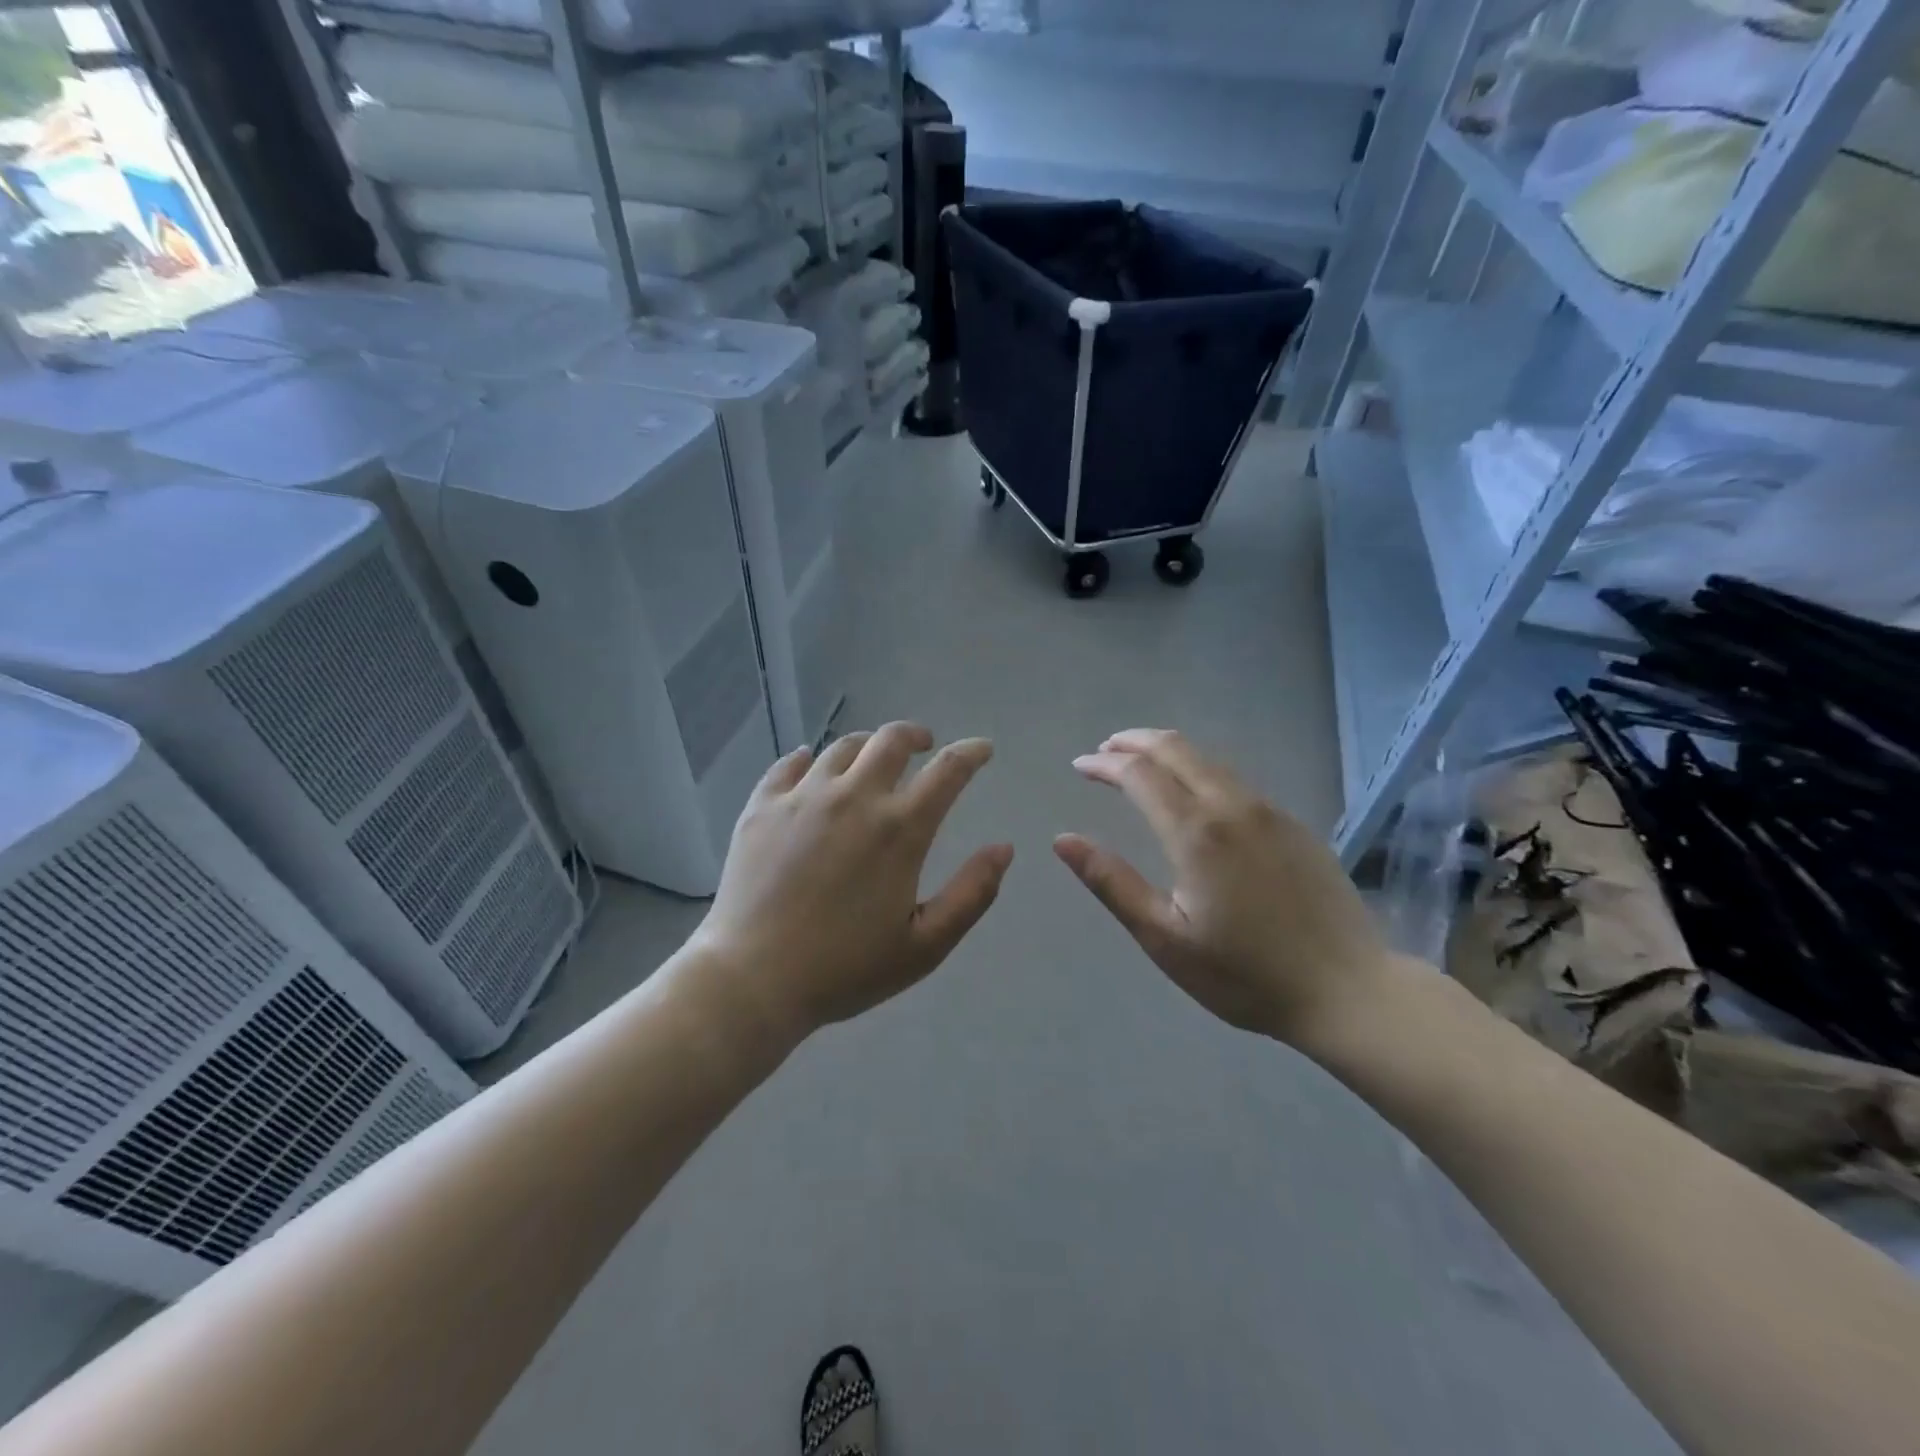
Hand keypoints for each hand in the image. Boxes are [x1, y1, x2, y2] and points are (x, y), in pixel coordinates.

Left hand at [690, 723, 1013, 1042]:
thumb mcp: (925, 945)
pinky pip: (788, 764)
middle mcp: (853, 797)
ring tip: (872, 760)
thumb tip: (1003, 848)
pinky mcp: (762, 806)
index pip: (947, 771)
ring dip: (867, 745)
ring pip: (842, 746)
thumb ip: (971, 894)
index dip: (971, 753)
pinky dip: (808, 759)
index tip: (982, 749)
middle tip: (924, 746)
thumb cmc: (845, 968)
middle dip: (916, 735)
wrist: (752, 980)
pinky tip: (809, 766)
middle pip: (891, 739)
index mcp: (899, 829)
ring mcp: (802, 797)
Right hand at [1054, 728, 1394, 1045]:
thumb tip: (1062, 839)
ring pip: (1209, 759)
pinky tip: (1193, 792)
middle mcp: (1233, 806)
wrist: (1348, 990)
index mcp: (1196, 832)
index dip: (1104, 764)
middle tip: (1105, 750)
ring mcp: (1269, 811)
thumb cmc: (1244, 974)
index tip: (1080, 766)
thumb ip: (1112, 883)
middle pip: (1176, 749)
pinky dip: (1200, 770)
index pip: (1139, 774)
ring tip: (1140, 762)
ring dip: (1168, 751)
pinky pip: (1236, 779)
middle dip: (1134, 742)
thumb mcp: (1165, 938)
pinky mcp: (1294, 824)